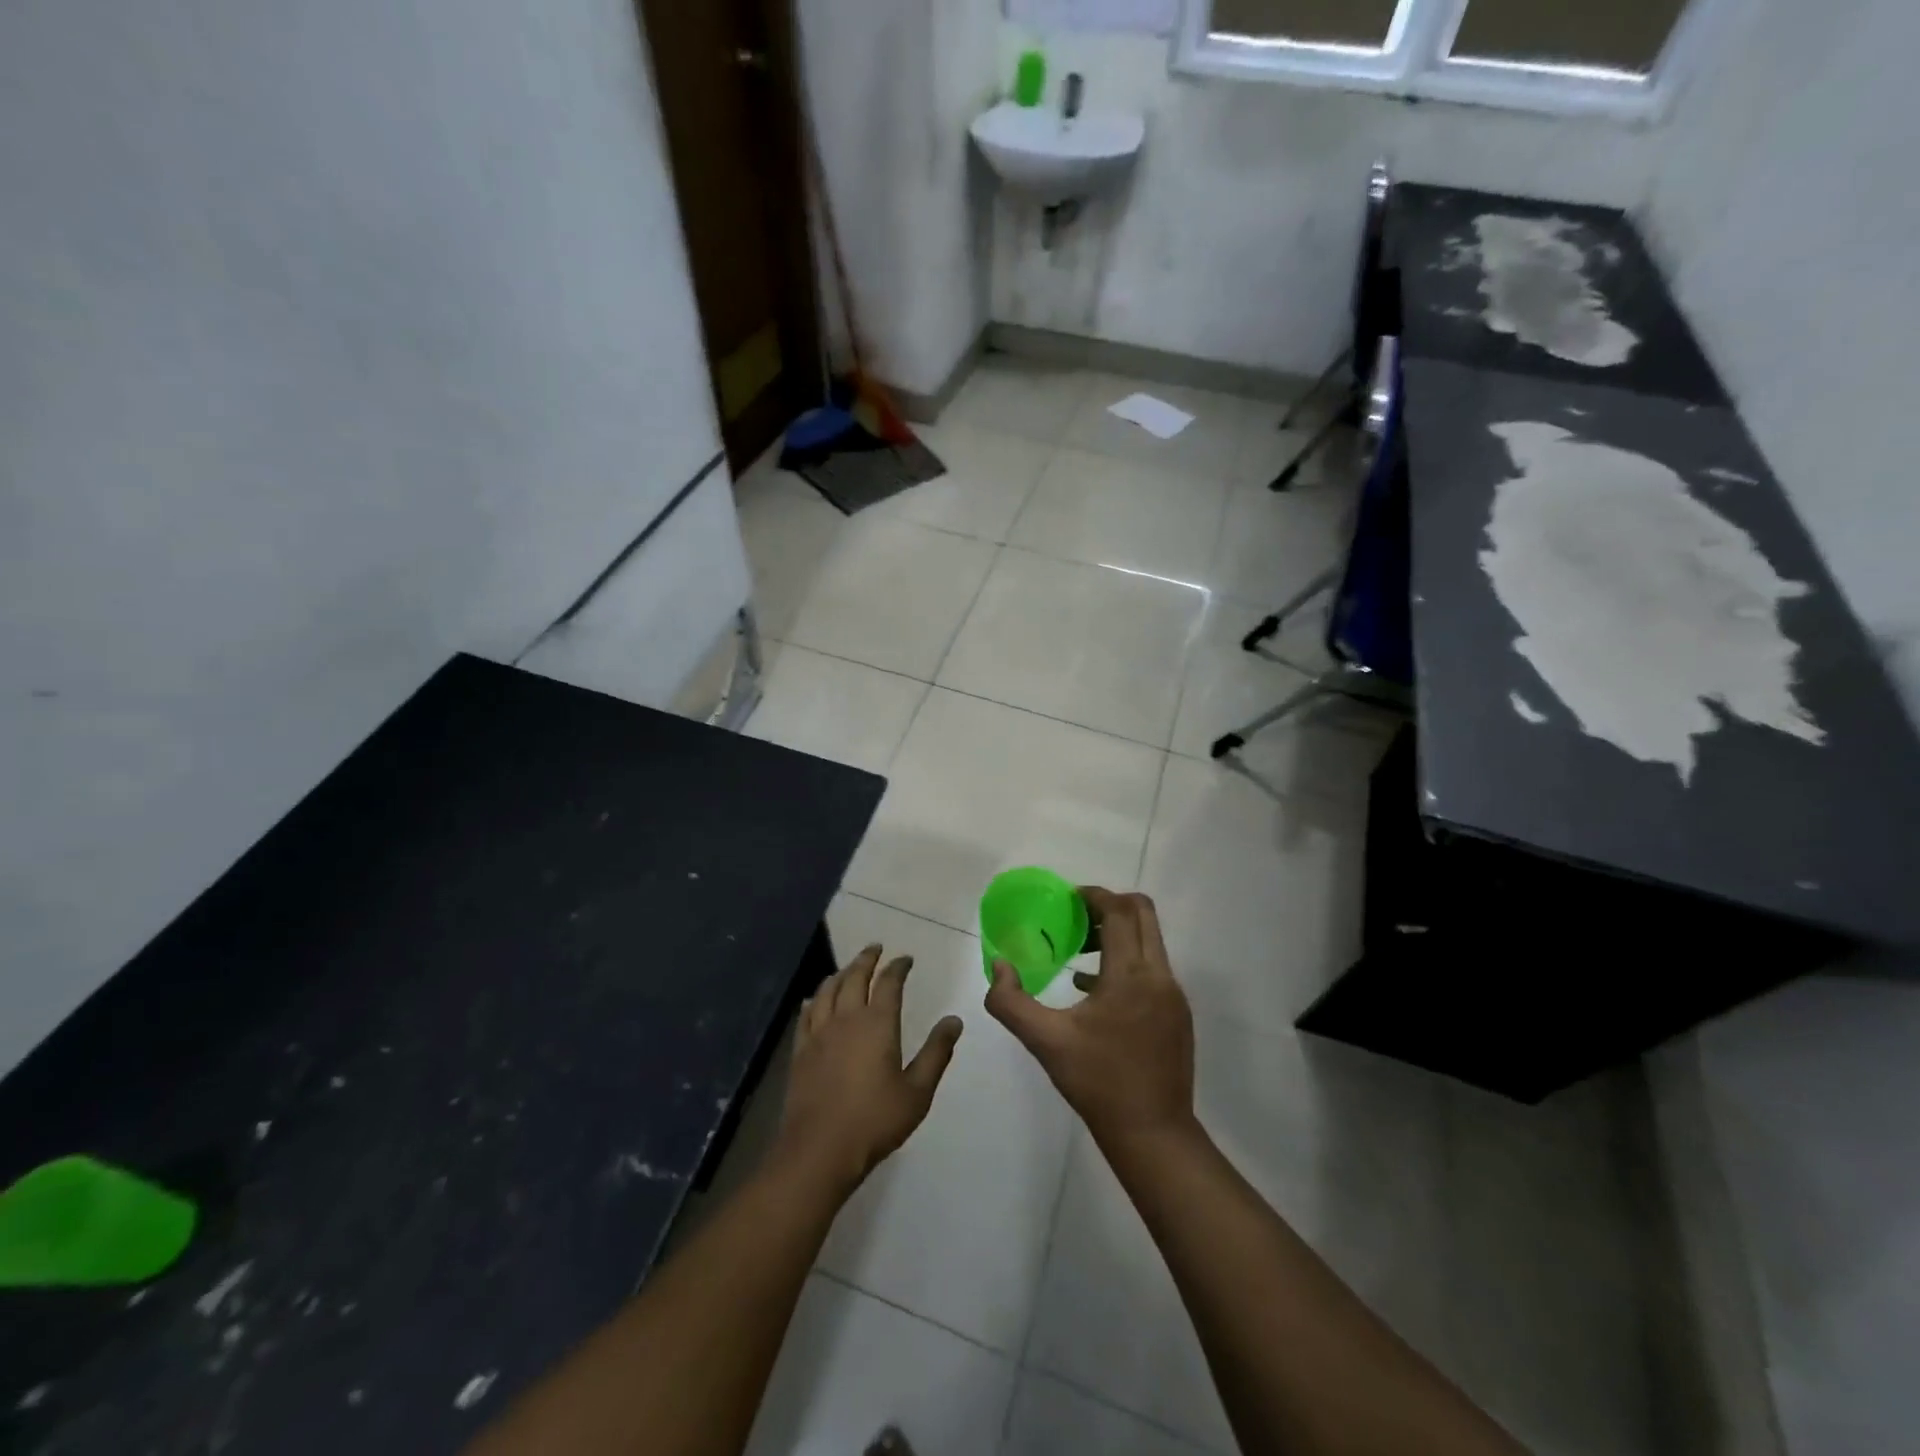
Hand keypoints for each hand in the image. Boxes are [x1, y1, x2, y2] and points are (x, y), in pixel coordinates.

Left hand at [774, 944, 963, 1196]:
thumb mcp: (917, 1091)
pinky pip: (806, 1014)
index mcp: (877, 1024)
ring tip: (848, 968)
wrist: (819, 1150)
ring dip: (840, 973)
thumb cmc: (875, 1121)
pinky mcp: (800, 1051)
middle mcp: (846, 1018)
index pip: (889, 983)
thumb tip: (954, 1021)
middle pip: (854, 977)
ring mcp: (819, 1034)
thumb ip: (937, 1053)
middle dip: (866, 959)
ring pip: (827, 990)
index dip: (898, 967)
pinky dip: (814, 999)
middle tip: (875, 948)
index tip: (906, 959)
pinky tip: (814, 1000)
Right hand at [985, 887, 1195, 1151]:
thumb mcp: (1045, 1041)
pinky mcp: (1178, 1013)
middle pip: (1144, 914)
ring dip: (1119, 933)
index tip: (1068, 898)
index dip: (1094, 896)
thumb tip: (999, 966)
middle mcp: (1159, 976)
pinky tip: (1093, 989)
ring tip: (1080, 951)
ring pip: (1151, 941)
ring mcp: (1173, 995)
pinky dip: (1127, 961)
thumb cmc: (1098, 1083)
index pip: (1120, 912)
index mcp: (1130, 976)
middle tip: (1076, 918)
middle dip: (1110, 906)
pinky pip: (1153, 968)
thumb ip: (1012, 1002)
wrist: (1153, 1133)